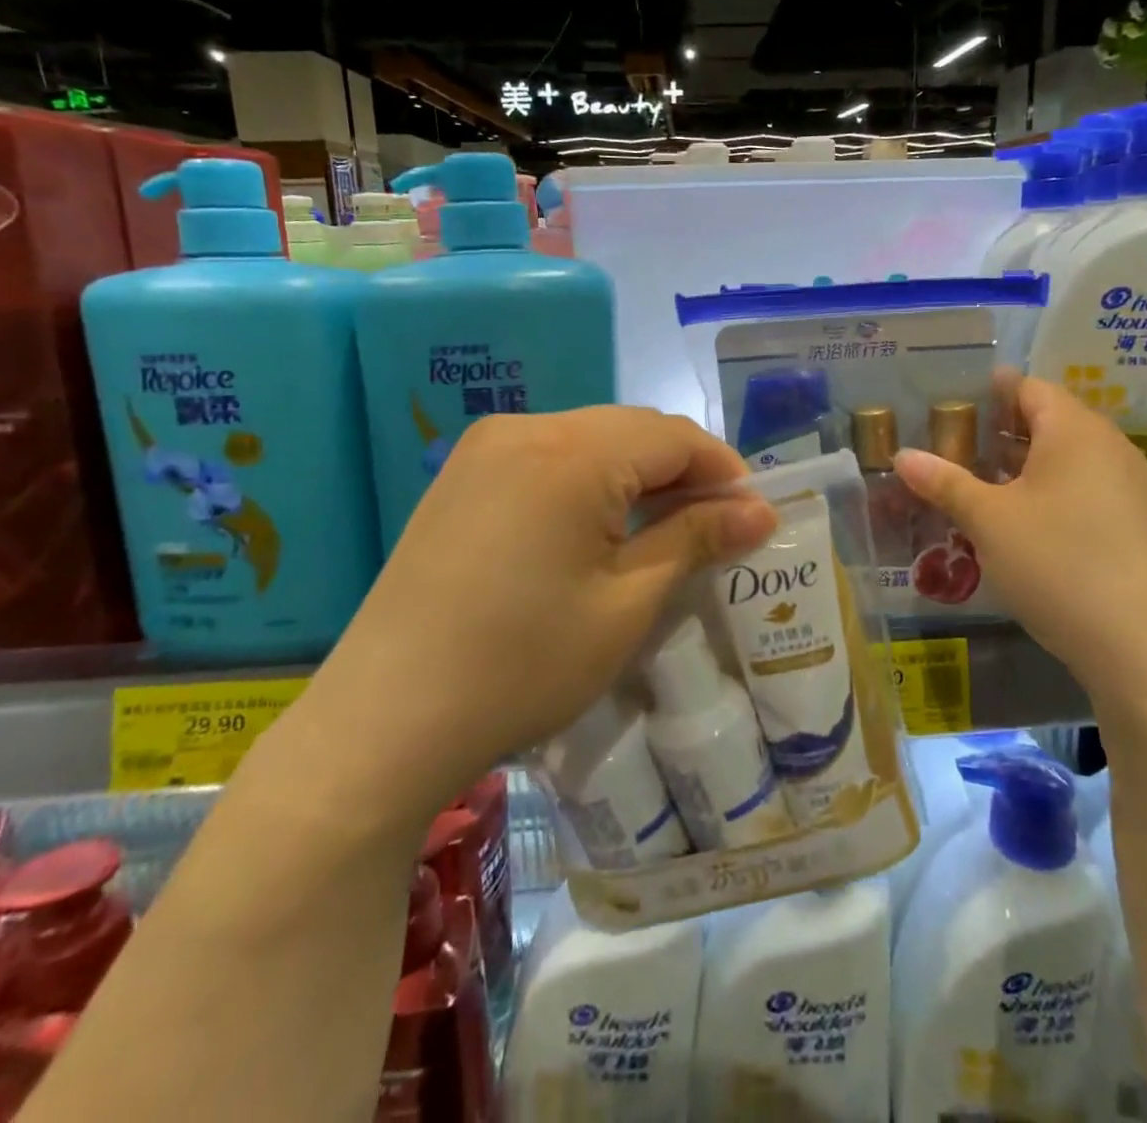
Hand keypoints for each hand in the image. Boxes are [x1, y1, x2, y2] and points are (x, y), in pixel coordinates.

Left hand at [326, 407, 777, 780]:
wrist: (386, 719)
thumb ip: (695, 540)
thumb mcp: (627, 603)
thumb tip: (761, 511)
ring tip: (663, 532)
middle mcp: (527, 428)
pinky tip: (597, 530)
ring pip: (591, 441)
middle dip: (683, 472)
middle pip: (632, 431)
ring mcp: (486, 449)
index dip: (724, 471)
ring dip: (637, 476)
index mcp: (572, 451)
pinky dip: (589, 482)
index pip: (674, 436)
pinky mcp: (463, 476)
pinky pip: (549, 458)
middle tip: (714, 528)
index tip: (753, 516)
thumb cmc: (523, 663)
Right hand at [894, 375, 1146, 706]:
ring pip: (1067, 458)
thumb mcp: (988, 521)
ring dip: (1024, 464)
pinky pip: (1084, 489)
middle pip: (1049, 420)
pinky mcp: (1135, 525)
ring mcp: (1128, 487)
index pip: (1029, 388)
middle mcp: (1108, 447)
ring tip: (979, 482)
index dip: (991, 390)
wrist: (1140, 644)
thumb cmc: (1056, 561)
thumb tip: (902, 456)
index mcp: (1074, 430)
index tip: (954, 401)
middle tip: (956, 444)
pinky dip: (1049, 491)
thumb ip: (944, 482)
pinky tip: (1021, 521)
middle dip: (1002, 430)